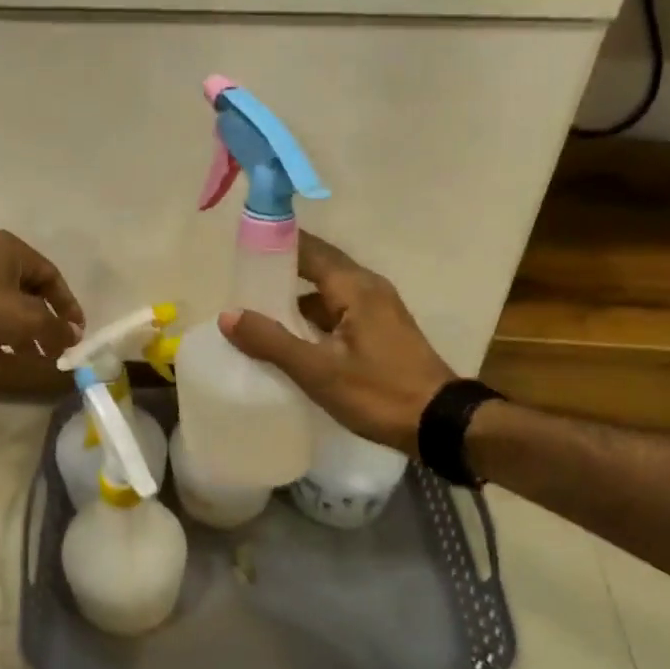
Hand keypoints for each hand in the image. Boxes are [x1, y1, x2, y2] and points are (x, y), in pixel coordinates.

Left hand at [0, 230, 84, 358]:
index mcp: (12, 250)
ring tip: (36, 358)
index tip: (77, 332)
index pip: (52, 276)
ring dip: (24, 332)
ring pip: (6, 307)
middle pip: (29, 292)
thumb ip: (55, 328)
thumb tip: (75, 337)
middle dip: (46, 323)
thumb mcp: (26, 318)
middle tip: (57, 349)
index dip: (68, 305)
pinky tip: (7, 359)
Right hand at [220, 233, 454, 454]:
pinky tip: (289, 337)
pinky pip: (337, 311)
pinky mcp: (379, 330)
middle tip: (239, 282)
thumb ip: (272, 342)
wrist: (441, 425)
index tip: (239, 249)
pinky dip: (311, 317)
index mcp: (354, 287)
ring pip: (326, 291)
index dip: (274, 244)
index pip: (307, 248)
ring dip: (294, 298)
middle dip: (279, 272)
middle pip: (316, 266)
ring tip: (255, 309)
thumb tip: (228, 314)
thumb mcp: (319, 371)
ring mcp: (377, 309)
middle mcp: (367, 288)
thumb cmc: (380, 394)